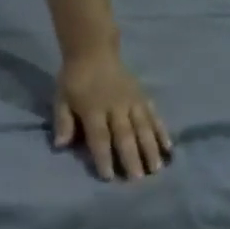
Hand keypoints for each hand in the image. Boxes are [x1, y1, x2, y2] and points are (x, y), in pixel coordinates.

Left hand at [52, 45, 170, 180]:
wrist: (93, 49)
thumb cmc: (74, 79)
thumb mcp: (61, 99)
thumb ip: (62, 122)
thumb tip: (60, 145)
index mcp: (93, 109)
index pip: (99, 137)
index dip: (103, 157)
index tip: (108, 176)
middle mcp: (115, 107)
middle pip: (125, 135)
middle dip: (131, 157)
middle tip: (137, 179)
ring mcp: (132, 101)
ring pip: (143, 127)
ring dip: (150, 149)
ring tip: (156, 168)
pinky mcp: (143, 96)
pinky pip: (154, 116)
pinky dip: (161, 131)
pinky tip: (169, 147)